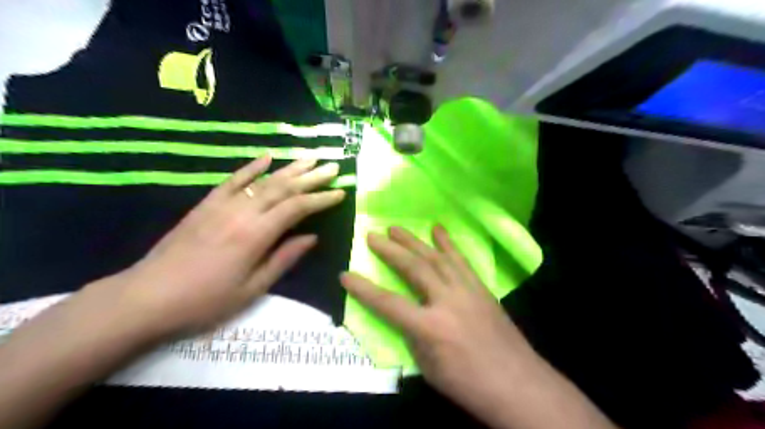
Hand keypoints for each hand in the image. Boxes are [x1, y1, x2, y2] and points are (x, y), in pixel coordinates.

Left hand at [94, 155, 344, 339]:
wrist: (147, 296)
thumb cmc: (205, 300)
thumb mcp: (252, 289)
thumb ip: (284, 259)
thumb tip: (312, 237)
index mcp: (256, 235)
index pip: (297, 208)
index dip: (321, 199)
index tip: (340, 192)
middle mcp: (242, 212)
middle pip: (283, 188)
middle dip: (311, 177)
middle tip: (332, 167)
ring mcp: (222, 205)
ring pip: (263, 180)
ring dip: (289, 168)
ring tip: (310, 158)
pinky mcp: (206, 204)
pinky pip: (232, 180)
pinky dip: (251, 167)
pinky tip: (267, 157)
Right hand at [338, 228, 540, 422]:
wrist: (518, 383)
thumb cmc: (468, 384)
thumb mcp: (429, 367)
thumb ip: (413, 336)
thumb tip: (405, 314)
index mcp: (430, 326)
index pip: (388, 303)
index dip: (363, 289)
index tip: (344, 275)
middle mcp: (447, 300)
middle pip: (413, 268)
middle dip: (389, 250)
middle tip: (372, 235)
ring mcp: (467, 290)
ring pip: (436, 258)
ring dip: (414, 241)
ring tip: (396, 229)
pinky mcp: (480, 288)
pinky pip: (461, 260)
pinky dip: (448, 243)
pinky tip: (438, 229)